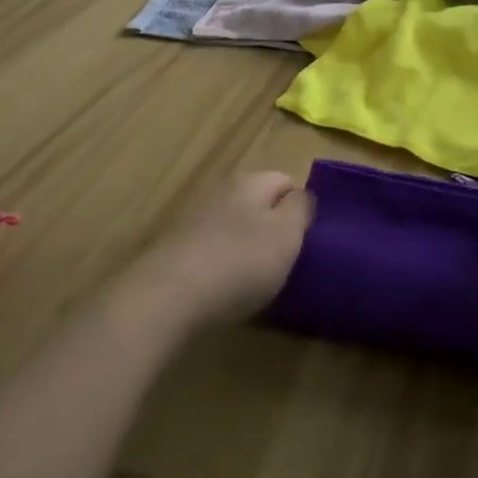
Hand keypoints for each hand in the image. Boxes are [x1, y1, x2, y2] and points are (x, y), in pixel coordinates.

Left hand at [119, 172, 313, 332]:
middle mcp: (218, 191)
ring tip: (257, 278)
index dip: (301, 206)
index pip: (286, 180)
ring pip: (233, 225)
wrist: (168, 297)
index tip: (309, 238)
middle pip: (257, 201)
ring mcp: (192, 218)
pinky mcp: (175, 248)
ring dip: (246, 245)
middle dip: (273, 225)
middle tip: (286, 259)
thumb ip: (300, 208)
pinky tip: (225, 288)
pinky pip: (211, 248)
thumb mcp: (286, 234)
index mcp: (248, 181)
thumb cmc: (239, 262)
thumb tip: (301, 195)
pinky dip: (222, 263)